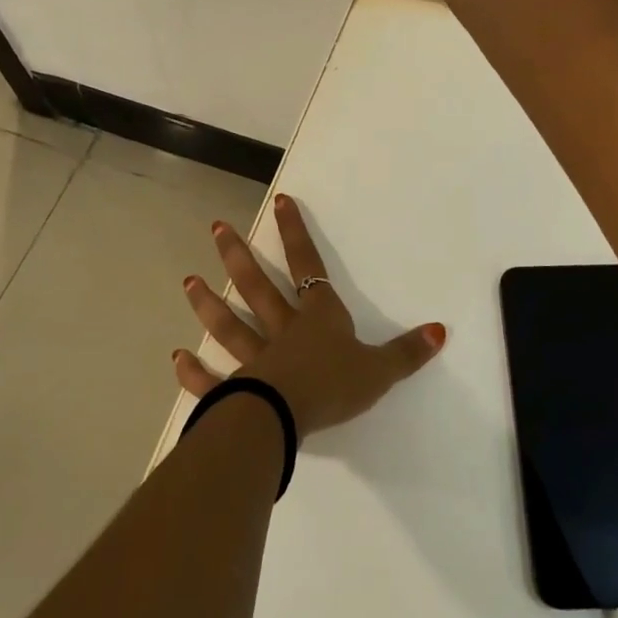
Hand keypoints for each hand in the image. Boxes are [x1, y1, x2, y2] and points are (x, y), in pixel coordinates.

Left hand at [175, 194, 445, 436]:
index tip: (279, 201)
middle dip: (239, 256)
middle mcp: (282, 330)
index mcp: (317, 318)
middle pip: (258, 287)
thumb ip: (408, 352)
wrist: (288, 416)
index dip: (295, 233)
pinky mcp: (236, 389)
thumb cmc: (334, 386)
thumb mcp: (380, 370)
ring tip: (188, 282)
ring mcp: (255, 358)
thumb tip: (441, 330)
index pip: (307, 265)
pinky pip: (213, 379)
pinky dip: (195, 372)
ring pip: (230, 325)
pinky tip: (176, 358)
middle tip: (216, 229)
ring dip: (208, 305)